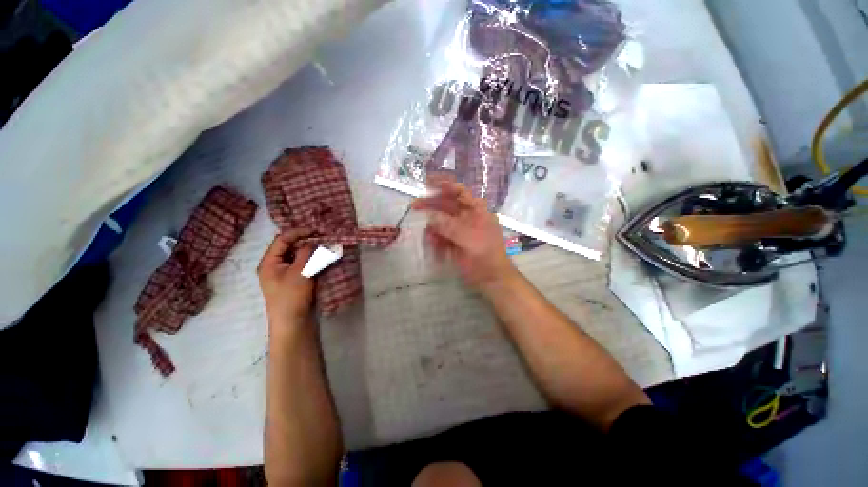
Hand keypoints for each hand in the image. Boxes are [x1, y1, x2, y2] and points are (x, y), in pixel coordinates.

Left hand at [257, 229, 315, 327]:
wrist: (293, 323)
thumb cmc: (292, 296)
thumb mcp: (299, 272)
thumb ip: (306, 253)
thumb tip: (314, 241)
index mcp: (269, 262)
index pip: (282, 240)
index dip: (299, 233)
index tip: (316, 231)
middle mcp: (275, 266)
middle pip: (291, 247)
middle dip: (307, 242)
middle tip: (323, 239)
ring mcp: (285, 274)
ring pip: (299, 256)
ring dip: (312, 252)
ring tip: (326, 248)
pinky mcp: (295, 281)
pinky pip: (303, 265)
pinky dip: (313, 261)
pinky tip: (323, 260)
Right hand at [412, 182, 518, 292]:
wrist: (491, 277)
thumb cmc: (484, 254)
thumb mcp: (468, 238)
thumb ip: (448, 226)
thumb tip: (430, 217)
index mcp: (476, 210)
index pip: (459, 191)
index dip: (443, 184)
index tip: (427, 182)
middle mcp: (467, 216)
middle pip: (446, 205)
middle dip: (431, 206)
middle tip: (414, 206)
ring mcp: (460, 229)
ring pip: (441, 222)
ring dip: (433, 229)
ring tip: (429, 239)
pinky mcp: (454, 241)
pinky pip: (441, 236)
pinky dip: (436, 240)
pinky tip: (434, 248)